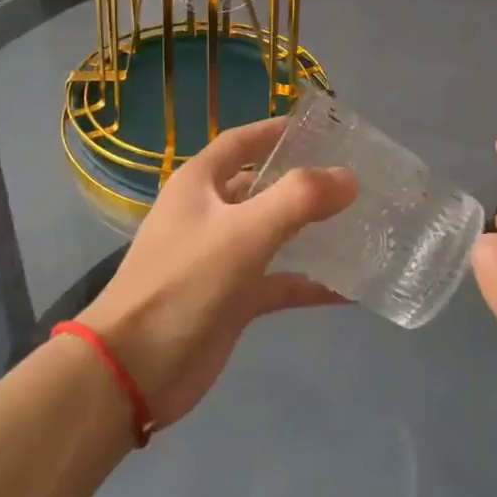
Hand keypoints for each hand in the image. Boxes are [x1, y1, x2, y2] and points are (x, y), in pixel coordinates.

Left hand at [77, 116, 355, 429]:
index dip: (277, 131)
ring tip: (362, 225)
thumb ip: (298, 199)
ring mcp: (220, 259)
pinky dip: (308, 283)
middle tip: (355, 180)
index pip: (241, 142)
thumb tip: (349, 177)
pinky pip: (277, 283)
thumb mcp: (243, 232)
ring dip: (310, 232)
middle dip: (303, 182)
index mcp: (199, 184)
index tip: (323, 127)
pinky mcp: (232, 300)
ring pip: (272, 235)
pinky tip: (349, 289)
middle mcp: (209, 214)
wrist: (134, 369)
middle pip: (261, 187)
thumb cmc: (184, 284)